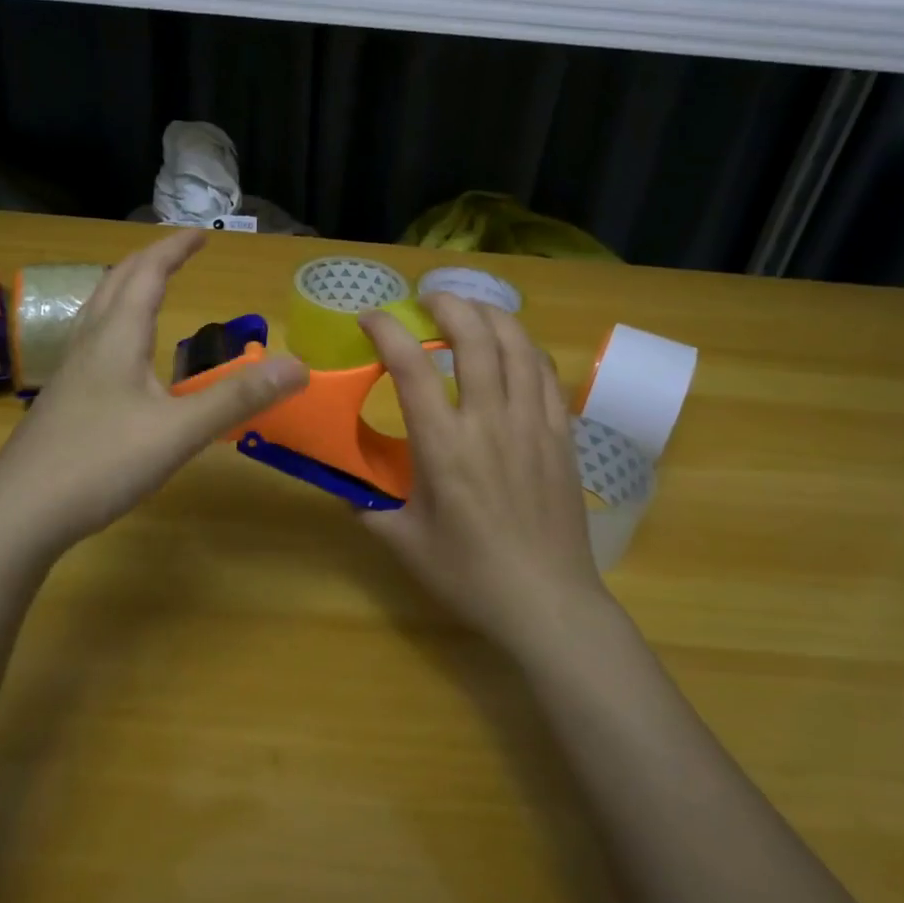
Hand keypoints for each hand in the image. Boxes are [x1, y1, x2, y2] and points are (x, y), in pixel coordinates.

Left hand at [0, 229, 307, 557]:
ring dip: (126, 288)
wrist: (19, 514)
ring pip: (97, 311)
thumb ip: (238, 398)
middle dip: (150, 261)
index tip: (202, 234)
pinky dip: (114, 324)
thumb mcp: (179, 432)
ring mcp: (68, 372)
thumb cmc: (101, 464)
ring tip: (148, 289)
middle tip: (179, 254)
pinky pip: (90, 341)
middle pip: (116, 283)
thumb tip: (298, 366)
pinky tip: (120, 356)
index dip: (175, 249)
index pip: (148, 274)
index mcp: (117, 338)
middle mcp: (89, 344)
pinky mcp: (61, 400)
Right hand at [358, 296, 606, 648]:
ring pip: (517, 345)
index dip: (387, 330)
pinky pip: (546, 374)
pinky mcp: (562, 435)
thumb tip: (341, 484)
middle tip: (428, 300)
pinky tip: (513, 350)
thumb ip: (366, 506)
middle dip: (449, 305)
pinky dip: (525, 349)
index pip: (411, 366)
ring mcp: (533, 424)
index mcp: (443, 446)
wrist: (546, 602)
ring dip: (491, 316)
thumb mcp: (403, 542)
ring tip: (471, 311)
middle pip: (475, 337)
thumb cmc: (468, 574)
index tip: (370, 318)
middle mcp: (490, 421)